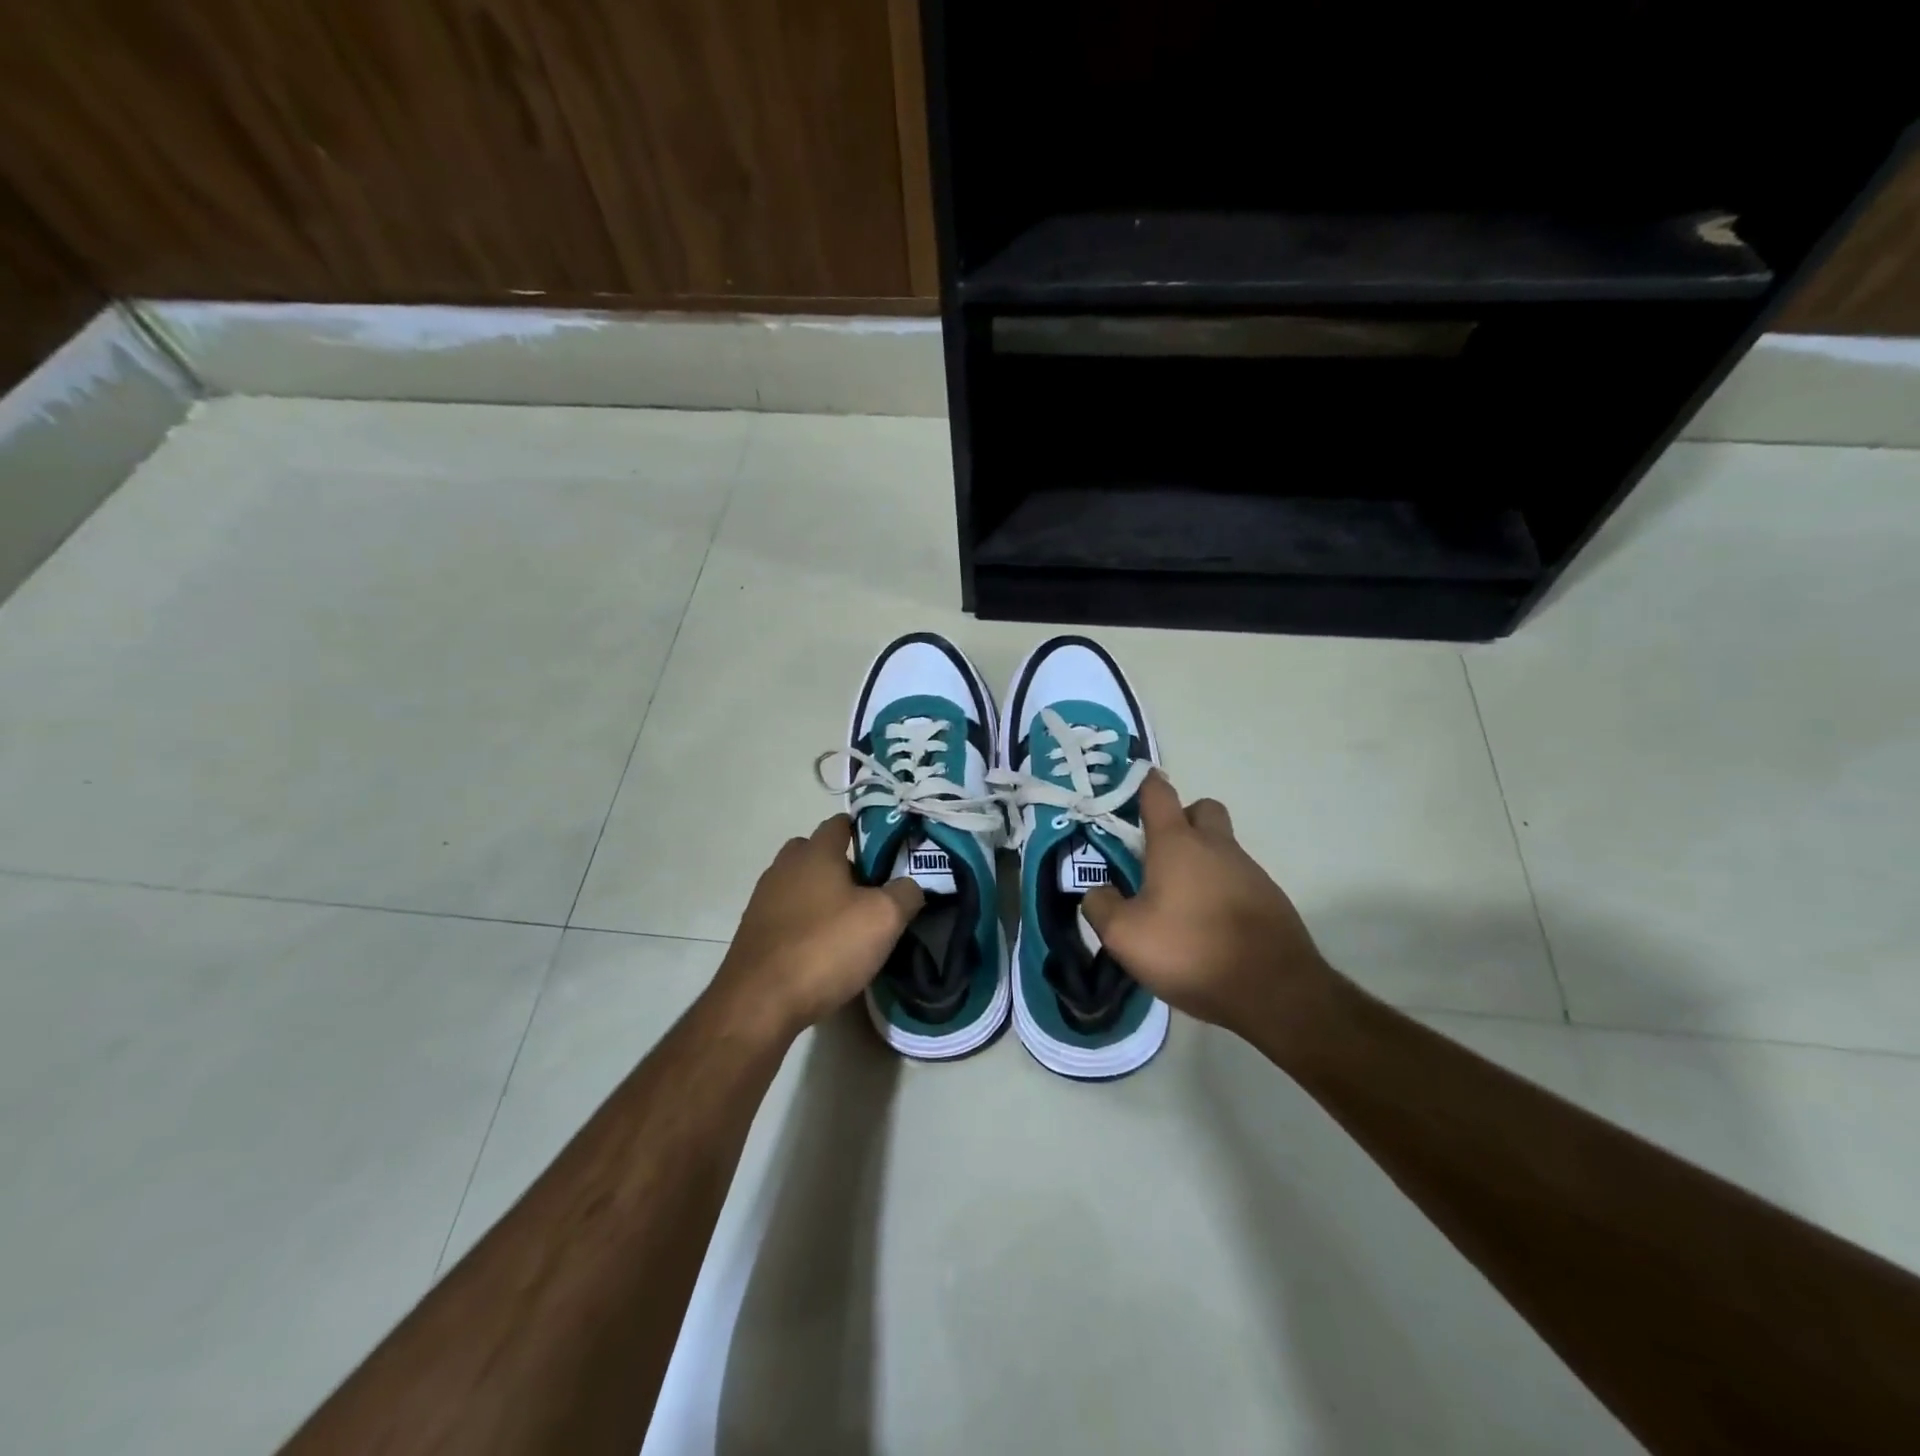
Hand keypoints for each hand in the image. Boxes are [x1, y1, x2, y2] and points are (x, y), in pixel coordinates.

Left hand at [710, 815, 923, 1038]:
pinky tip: (822, 949)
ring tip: (849, 924)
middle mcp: (785, 867)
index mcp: (815, 852)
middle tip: (870, 891)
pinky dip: (805, 923)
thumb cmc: (826, 947)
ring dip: (822, 896)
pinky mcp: (754, 931)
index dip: (866, 832)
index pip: (840, 823)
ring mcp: (764, 899)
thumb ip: (905, 893)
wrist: (759, 1003)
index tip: (890, 852)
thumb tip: (909, 886)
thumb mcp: (884, 919)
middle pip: (816, 852)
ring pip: (800, 884)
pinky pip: (787, 914)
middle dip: (842, 865)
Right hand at [1082, 772, 1333, 1038]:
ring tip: (1178, 906)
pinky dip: (1220, 893)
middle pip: (1201, 810)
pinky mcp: (1271, 900)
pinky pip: (1238, 881)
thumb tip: (1097, 891)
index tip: (1129, 791)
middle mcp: (1217, 847)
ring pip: (1221, 848)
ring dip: (1200, 863)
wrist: (1275, 991)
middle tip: (1158, 855)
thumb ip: (1101, 906)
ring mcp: (1250, 872)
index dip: (1142, 785)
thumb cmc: (1192, 950)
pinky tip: (1207, 929)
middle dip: (1181, 820)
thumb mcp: (1125, 936)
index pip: (1158, 793)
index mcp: (1178, 843)